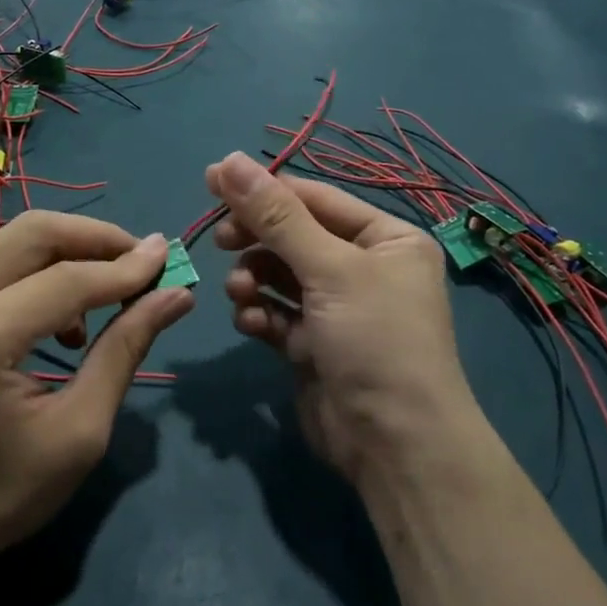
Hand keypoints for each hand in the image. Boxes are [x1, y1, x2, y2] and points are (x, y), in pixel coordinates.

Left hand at [0, 212, 191, 597]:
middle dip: (98, 239)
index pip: (66, 281)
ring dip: (70, 252)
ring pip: (13, 239)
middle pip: (34, 233)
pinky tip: (62, 316)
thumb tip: (176, 295)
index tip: (170, 260)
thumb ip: (124, 351)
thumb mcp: (77, 433)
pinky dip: (38, 269)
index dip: (125, 268)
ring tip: (108, 296)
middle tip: (142, 263)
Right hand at [207, 152, 481, 486]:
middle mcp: (365, 268)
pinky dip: (260, 314)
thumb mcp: (328, 269)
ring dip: (254, 279)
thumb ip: (275, 216)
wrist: (395, 446)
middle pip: (293, 236)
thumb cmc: (374, 340)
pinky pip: (278, 314)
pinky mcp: (315, 344)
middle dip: (257, 240)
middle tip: (221, 241)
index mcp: (386, 239)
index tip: (211, 181)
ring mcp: (338, 309)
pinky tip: (251, 324)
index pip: (315, 199)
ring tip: (241, 293)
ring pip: (280, 275)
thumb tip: (228, 159)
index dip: (264, 189)